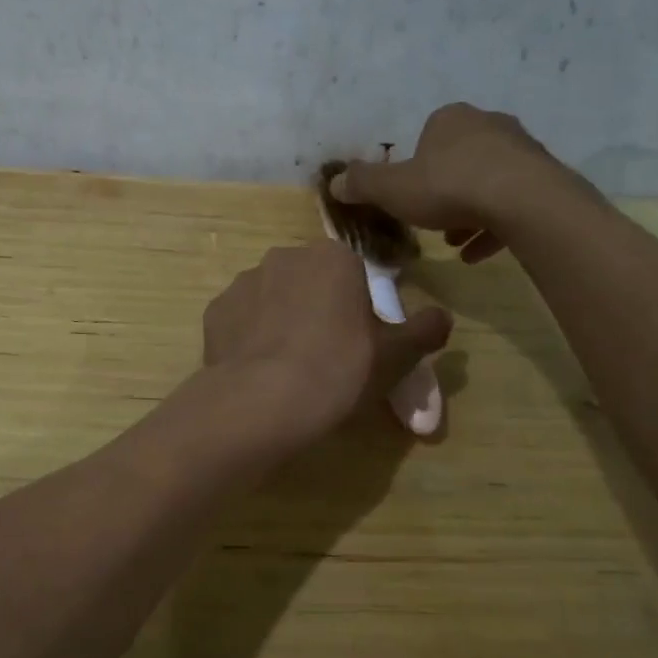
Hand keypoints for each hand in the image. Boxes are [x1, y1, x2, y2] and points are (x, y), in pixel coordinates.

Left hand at [202, 243, 450, 445]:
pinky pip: (241, 321)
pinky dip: (249, 339)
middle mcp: (284, 256)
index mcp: (331, 257)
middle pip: (308, 282)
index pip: (351, 274)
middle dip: (317, 309)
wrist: (264, 401)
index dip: (356, 308)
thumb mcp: (395, 355)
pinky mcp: (215, 311)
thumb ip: (424, 330)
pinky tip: (259, 370)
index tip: (357, 342)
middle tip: (325, 355)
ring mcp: (243, 282)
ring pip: (271, 298)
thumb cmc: (340, 369)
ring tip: (288, 367)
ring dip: (281, 321)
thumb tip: (443, 317)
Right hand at [328, 103, 595, 263]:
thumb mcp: (392, 189)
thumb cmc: (449, 186)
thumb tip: (331, 182)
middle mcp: (488, 125)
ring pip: (487, 181)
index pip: (428, 136)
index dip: (415, 166)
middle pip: (459, 158)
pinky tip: (478, 254)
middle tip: (431, 219)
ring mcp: (521, 150)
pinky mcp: (545, 178)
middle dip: (444, 189)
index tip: (409, 194)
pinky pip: (513, 202)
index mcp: (451, 120)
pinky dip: (494, 225)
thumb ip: (362, 185)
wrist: (522, 200)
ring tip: (454, 242)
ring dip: (469, 210)